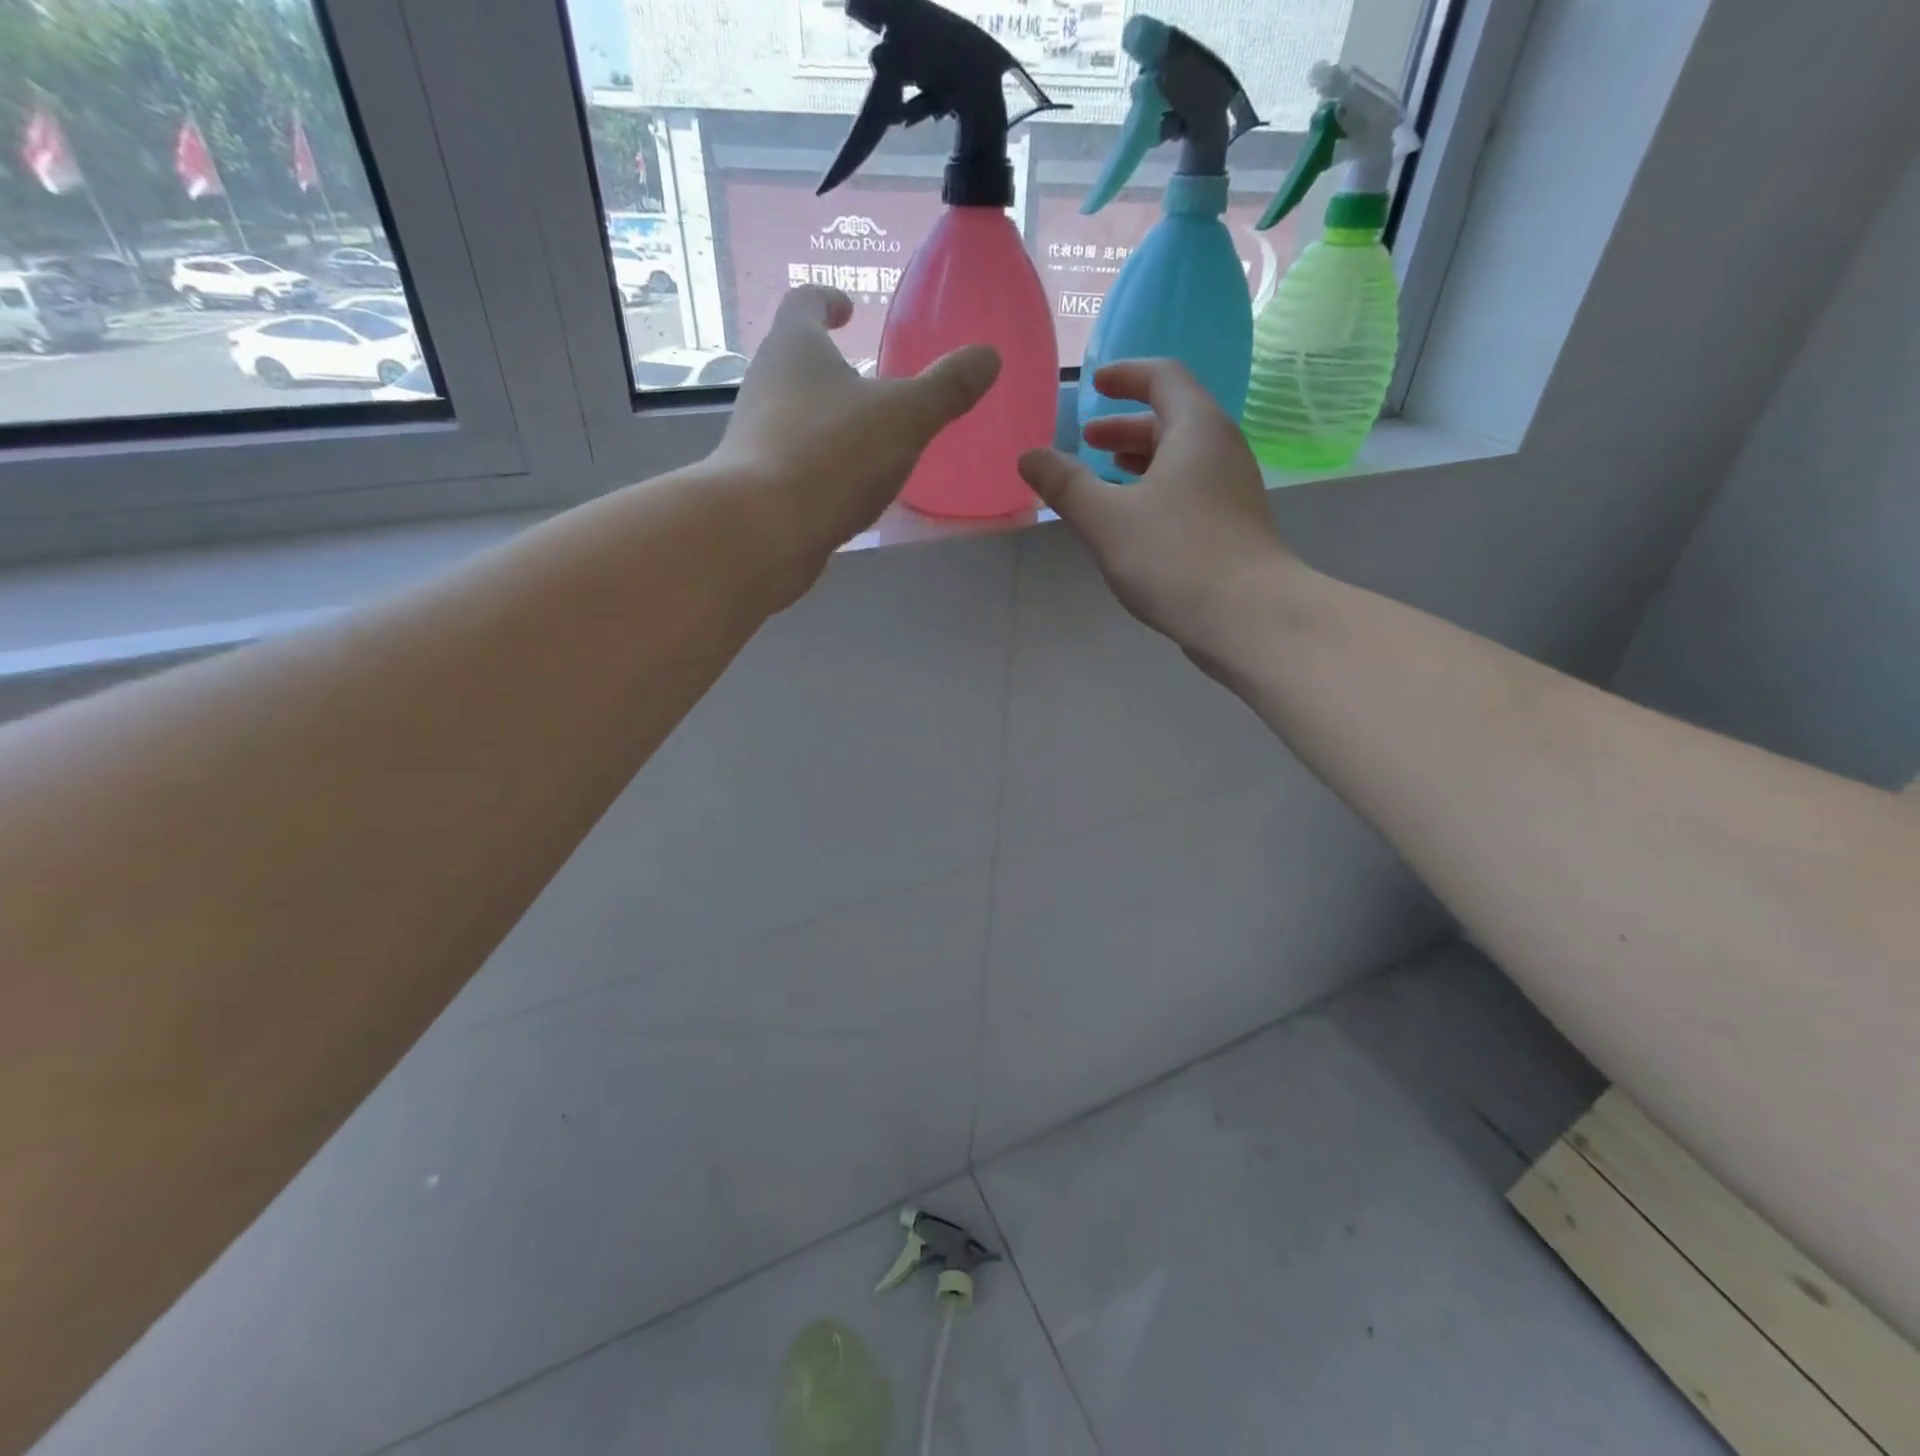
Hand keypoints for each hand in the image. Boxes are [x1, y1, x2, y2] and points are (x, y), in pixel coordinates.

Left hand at [712, 286, 998, 595]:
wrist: (763, 530)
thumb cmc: (833, 455)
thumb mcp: (905, 418)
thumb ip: (947, 388)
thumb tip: (988, 356)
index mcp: (795, 347)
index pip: (805, 302)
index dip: (828, 300)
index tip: (847, 309)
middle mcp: (766, 383)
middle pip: (795, 359)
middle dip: (829, 364)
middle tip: (868, 378)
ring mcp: (755, 435)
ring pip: (793, 412)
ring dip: (825, 415)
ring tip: (864, 435)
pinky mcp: (756, 483)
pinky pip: (793, 458)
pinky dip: (820, 460)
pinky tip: (845, 485)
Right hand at [1018, 359, 1295, 656]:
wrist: (1248, 617)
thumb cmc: (1175, 556)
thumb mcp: (1107, 519)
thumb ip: (1066, 485)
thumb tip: (1029, 456)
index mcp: (1196, 429)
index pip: (1163, 378)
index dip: (1126, 376)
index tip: (1094, 385)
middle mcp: (1221, 449)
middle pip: (1172, 418)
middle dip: (1126, 426)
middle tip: (1087, 440)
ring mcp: (1232, 490)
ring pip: (1181, 459)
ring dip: (1141, 460)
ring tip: (1104, 475)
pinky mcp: (1232, 526)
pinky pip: (1190, 489)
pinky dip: (1157, 489)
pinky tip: (1133, 521)